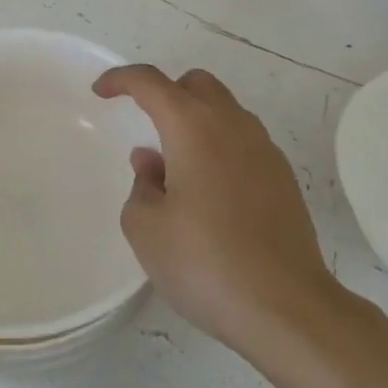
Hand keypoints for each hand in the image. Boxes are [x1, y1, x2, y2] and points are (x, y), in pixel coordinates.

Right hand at [94, 65, 348, 359]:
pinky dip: (219, 146)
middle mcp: (233, 126)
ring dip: (195, 120)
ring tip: (176, 166)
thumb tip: (153, 162)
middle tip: (145, 125)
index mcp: (193, 127)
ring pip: (225, 111)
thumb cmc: (204, 262)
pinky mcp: (284, 179)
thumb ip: (141, 184)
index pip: (151, 82)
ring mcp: (265, 151)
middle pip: (196, 84)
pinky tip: (209, 191)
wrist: (286, 308)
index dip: (121, 80)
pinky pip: (243, 141)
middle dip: (165, 93)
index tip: (101, 92)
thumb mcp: (146, 228)